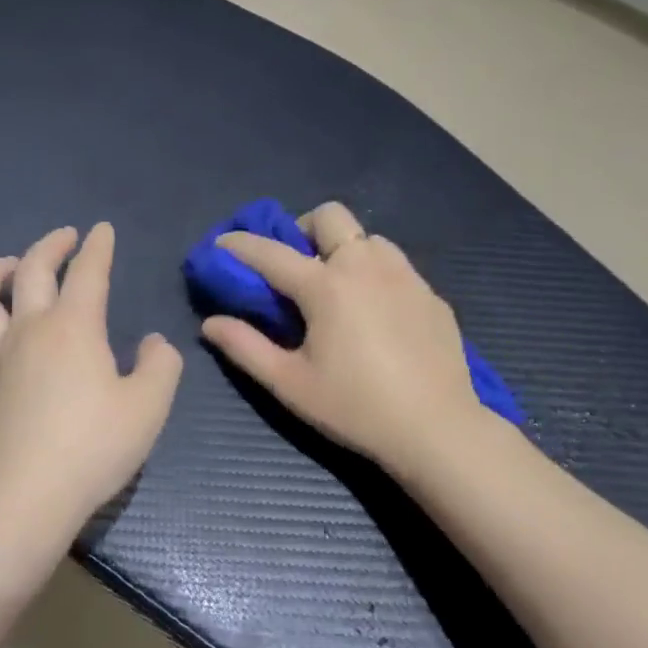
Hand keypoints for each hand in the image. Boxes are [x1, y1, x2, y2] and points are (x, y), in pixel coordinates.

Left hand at [0, 223, 182, 542]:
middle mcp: (28, 331)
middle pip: (30, 271)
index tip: (102, 231)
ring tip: (5, 264)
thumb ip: (160, 366)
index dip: (98, 248)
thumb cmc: (94, 447)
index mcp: (73, 327)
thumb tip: (152, 342)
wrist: (27, 497)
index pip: (88, 273)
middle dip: (49, 246)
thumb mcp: (148, 406)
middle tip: (64, 237)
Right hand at [200, 201, 485, 470]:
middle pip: (330, 216)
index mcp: (326, 287)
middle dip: (303, 229)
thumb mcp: (290, 383)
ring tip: (338, 289)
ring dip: (344, 249)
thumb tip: (210, 323)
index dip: (240, 245)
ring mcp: (405, 278)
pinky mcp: (431, 296)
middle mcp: (366, 267)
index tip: (220, 243)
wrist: (438, 431)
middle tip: (296, 266)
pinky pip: (396, 266)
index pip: (271, 253)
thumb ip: (245, 347)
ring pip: (368, 238)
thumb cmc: (355, 407)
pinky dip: (375, 274)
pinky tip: (375, 314)